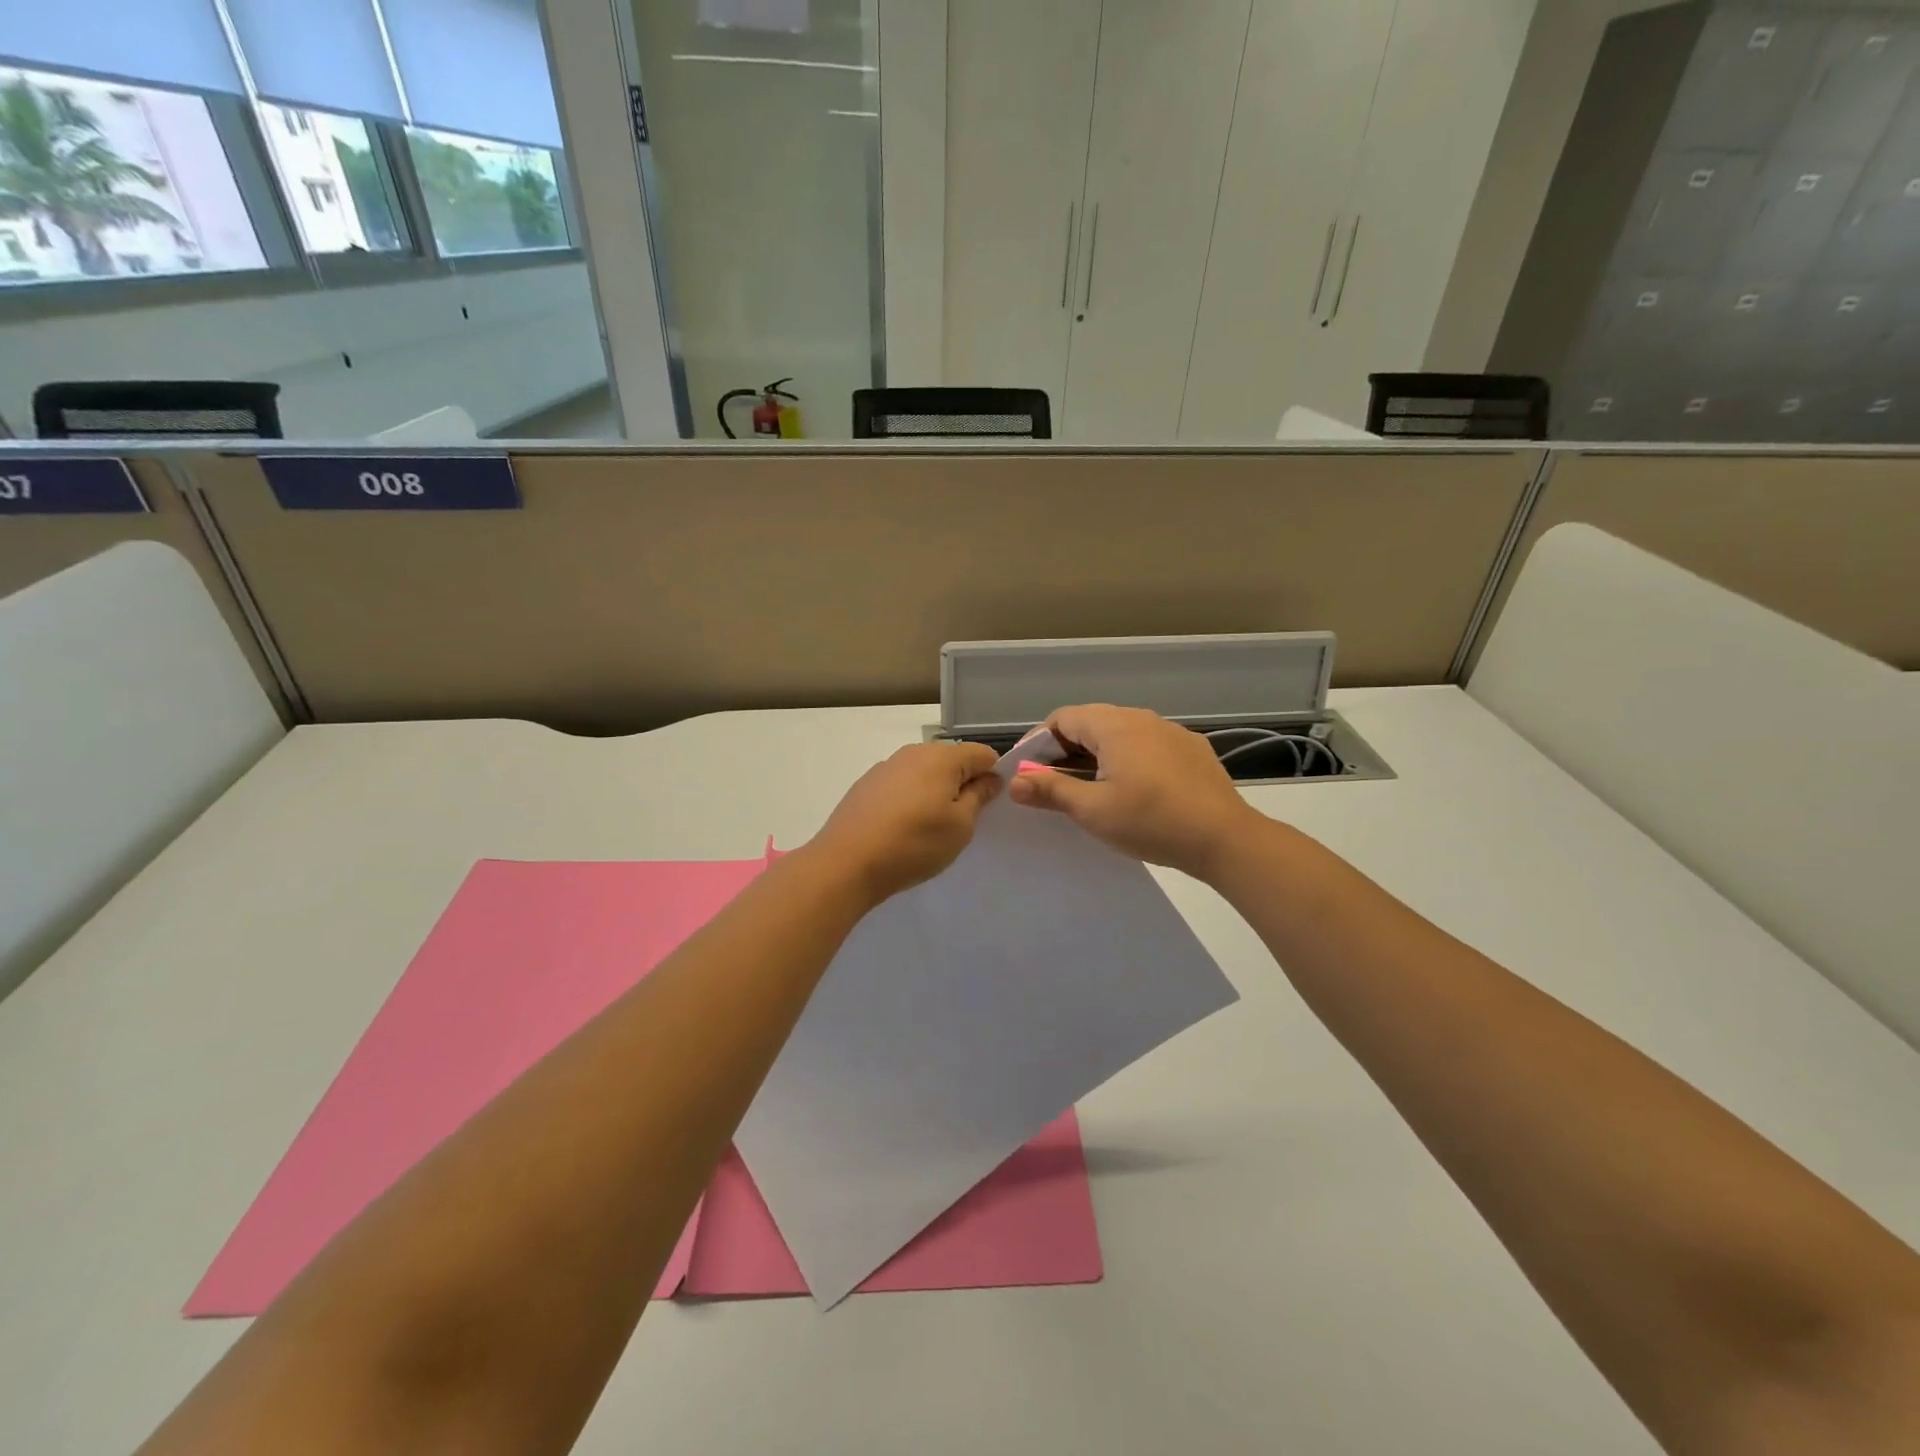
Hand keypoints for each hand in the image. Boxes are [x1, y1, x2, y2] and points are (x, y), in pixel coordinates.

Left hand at [808, 741, 1002, 904]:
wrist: (846, 863)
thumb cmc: (914, 844)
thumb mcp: (960, 826)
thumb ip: (978, 796)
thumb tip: (989, 778)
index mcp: (942, 757)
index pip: (983, 754)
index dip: (993, 776)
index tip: (989, 806)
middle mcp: (913, 752)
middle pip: (951, 760)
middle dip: (962, 784)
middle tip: (961, 821)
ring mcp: (885, 767)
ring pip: (924, 773)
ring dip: (934, 792)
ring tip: (928, 828)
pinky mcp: (866, 785)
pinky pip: (901, 785)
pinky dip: (909, 800)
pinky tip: (901, 828)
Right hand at [1007, 704, 1260, 879]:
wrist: (1225, 839)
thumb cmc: (1151, 822)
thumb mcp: (1093, 810)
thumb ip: (1051, 790)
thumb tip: (1015, 782)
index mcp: (1114, 726)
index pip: (1063, 718)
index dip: (1040, 742)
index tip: (1029, 772)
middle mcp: (1142, 718)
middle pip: (1091, 723)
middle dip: (1066, 749)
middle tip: (1053, 784)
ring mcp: (1171, 731)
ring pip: (1121, 733)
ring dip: (1097, 755)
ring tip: (1090, 788)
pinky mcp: (1192, 749)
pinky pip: (1148, 745)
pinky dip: (1128, 759)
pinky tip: (1133, 790)